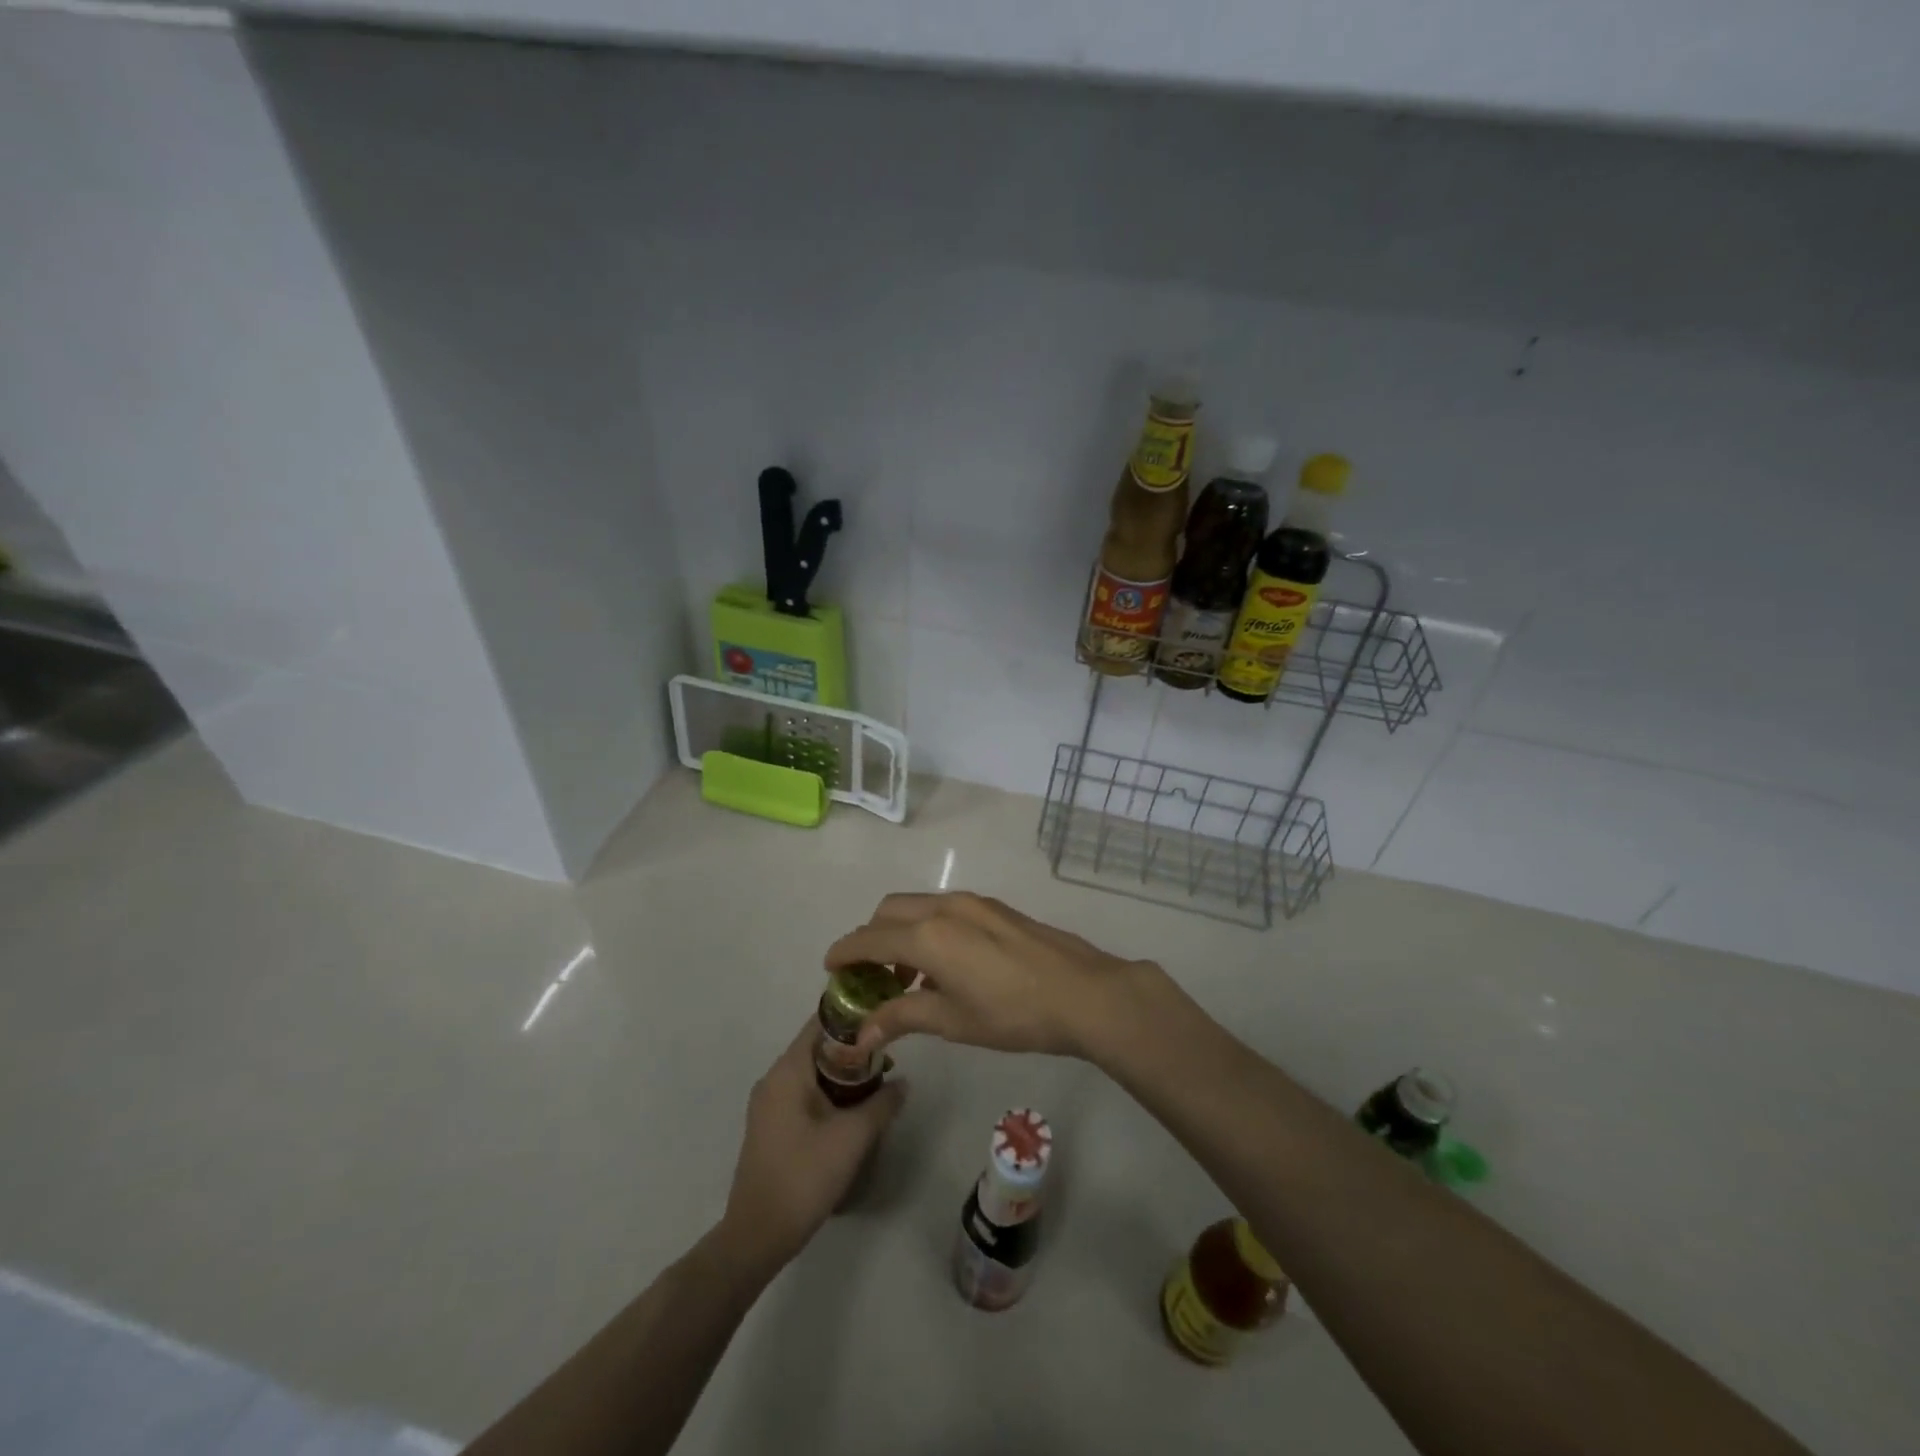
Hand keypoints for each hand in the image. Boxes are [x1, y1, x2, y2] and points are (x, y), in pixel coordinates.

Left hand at [719, 1021, 905, 1272]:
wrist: (757, 1236)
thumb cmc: (804, 1177)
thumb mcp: (852, 1138)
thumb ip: (882, 1104)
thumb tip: (903, 1082)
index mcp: (787, 1071)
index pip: (820, 1023)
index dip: (852, 1018)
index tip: (883, 1021)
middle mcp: (773, 1079)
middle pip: (818, 1047)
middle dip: (854, 1051)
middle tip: (889, 1061)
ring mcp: (769, 1104)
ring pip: (813, 1073)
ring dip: (844, 1075)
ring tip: (878, 1087)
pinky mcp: (771, 1126)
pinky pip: (804, 1094)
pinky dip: (829, 1093)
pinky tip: (853, 1112)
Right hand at [823, 892, 1168, 1062]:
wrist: (1084, 992)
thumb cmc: (1013, 1013)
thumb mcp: (953, 1021)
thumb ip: (903, 1017)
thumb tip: (862, 1033)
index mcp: (928, 935)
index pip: (869, 938)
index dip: (845, 952)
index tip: (830, 968)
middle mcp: (945, 907)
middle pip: (889, 911)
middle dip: (871, 938)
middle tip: (870, 977)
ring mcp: (973, 903)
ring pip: (918, 906)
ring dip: (901, 933)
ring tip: (908, 979)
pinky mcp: (995, 908)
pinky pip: (944, 908)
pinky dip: (927, 928)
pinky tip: (944, 966)